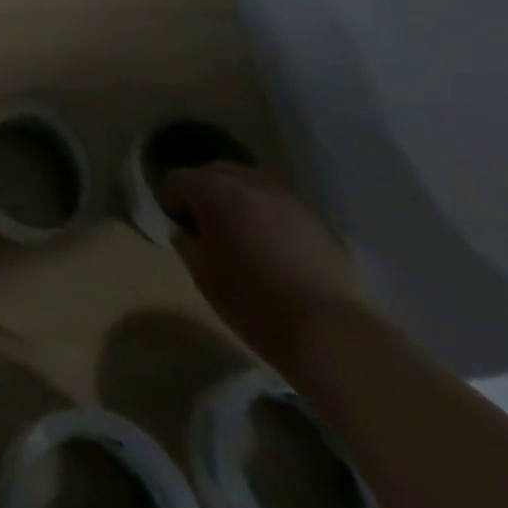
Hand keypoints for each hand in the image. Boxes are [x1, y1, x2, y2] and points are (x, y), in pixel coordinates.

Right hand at [164, 164, 374, 375]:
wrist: (333, 332)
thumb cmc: (253, 301)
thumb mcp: (202, 275)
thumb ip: (188, 243)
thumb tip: (189, 233)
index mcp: (212, 189)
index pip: (176, 180)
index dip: (174, 205)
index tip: (184, 232)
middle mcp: (248, 181)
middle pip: (215, 174)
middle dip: (208, 196)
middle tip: (212, 233)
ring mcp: (288, 197)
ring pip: (251, 189)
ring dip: (242, 206)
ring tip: (247, 242)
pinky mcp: (318, 220)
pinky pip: (281, 209)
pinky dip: (272, 221)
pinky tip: (279, 254)